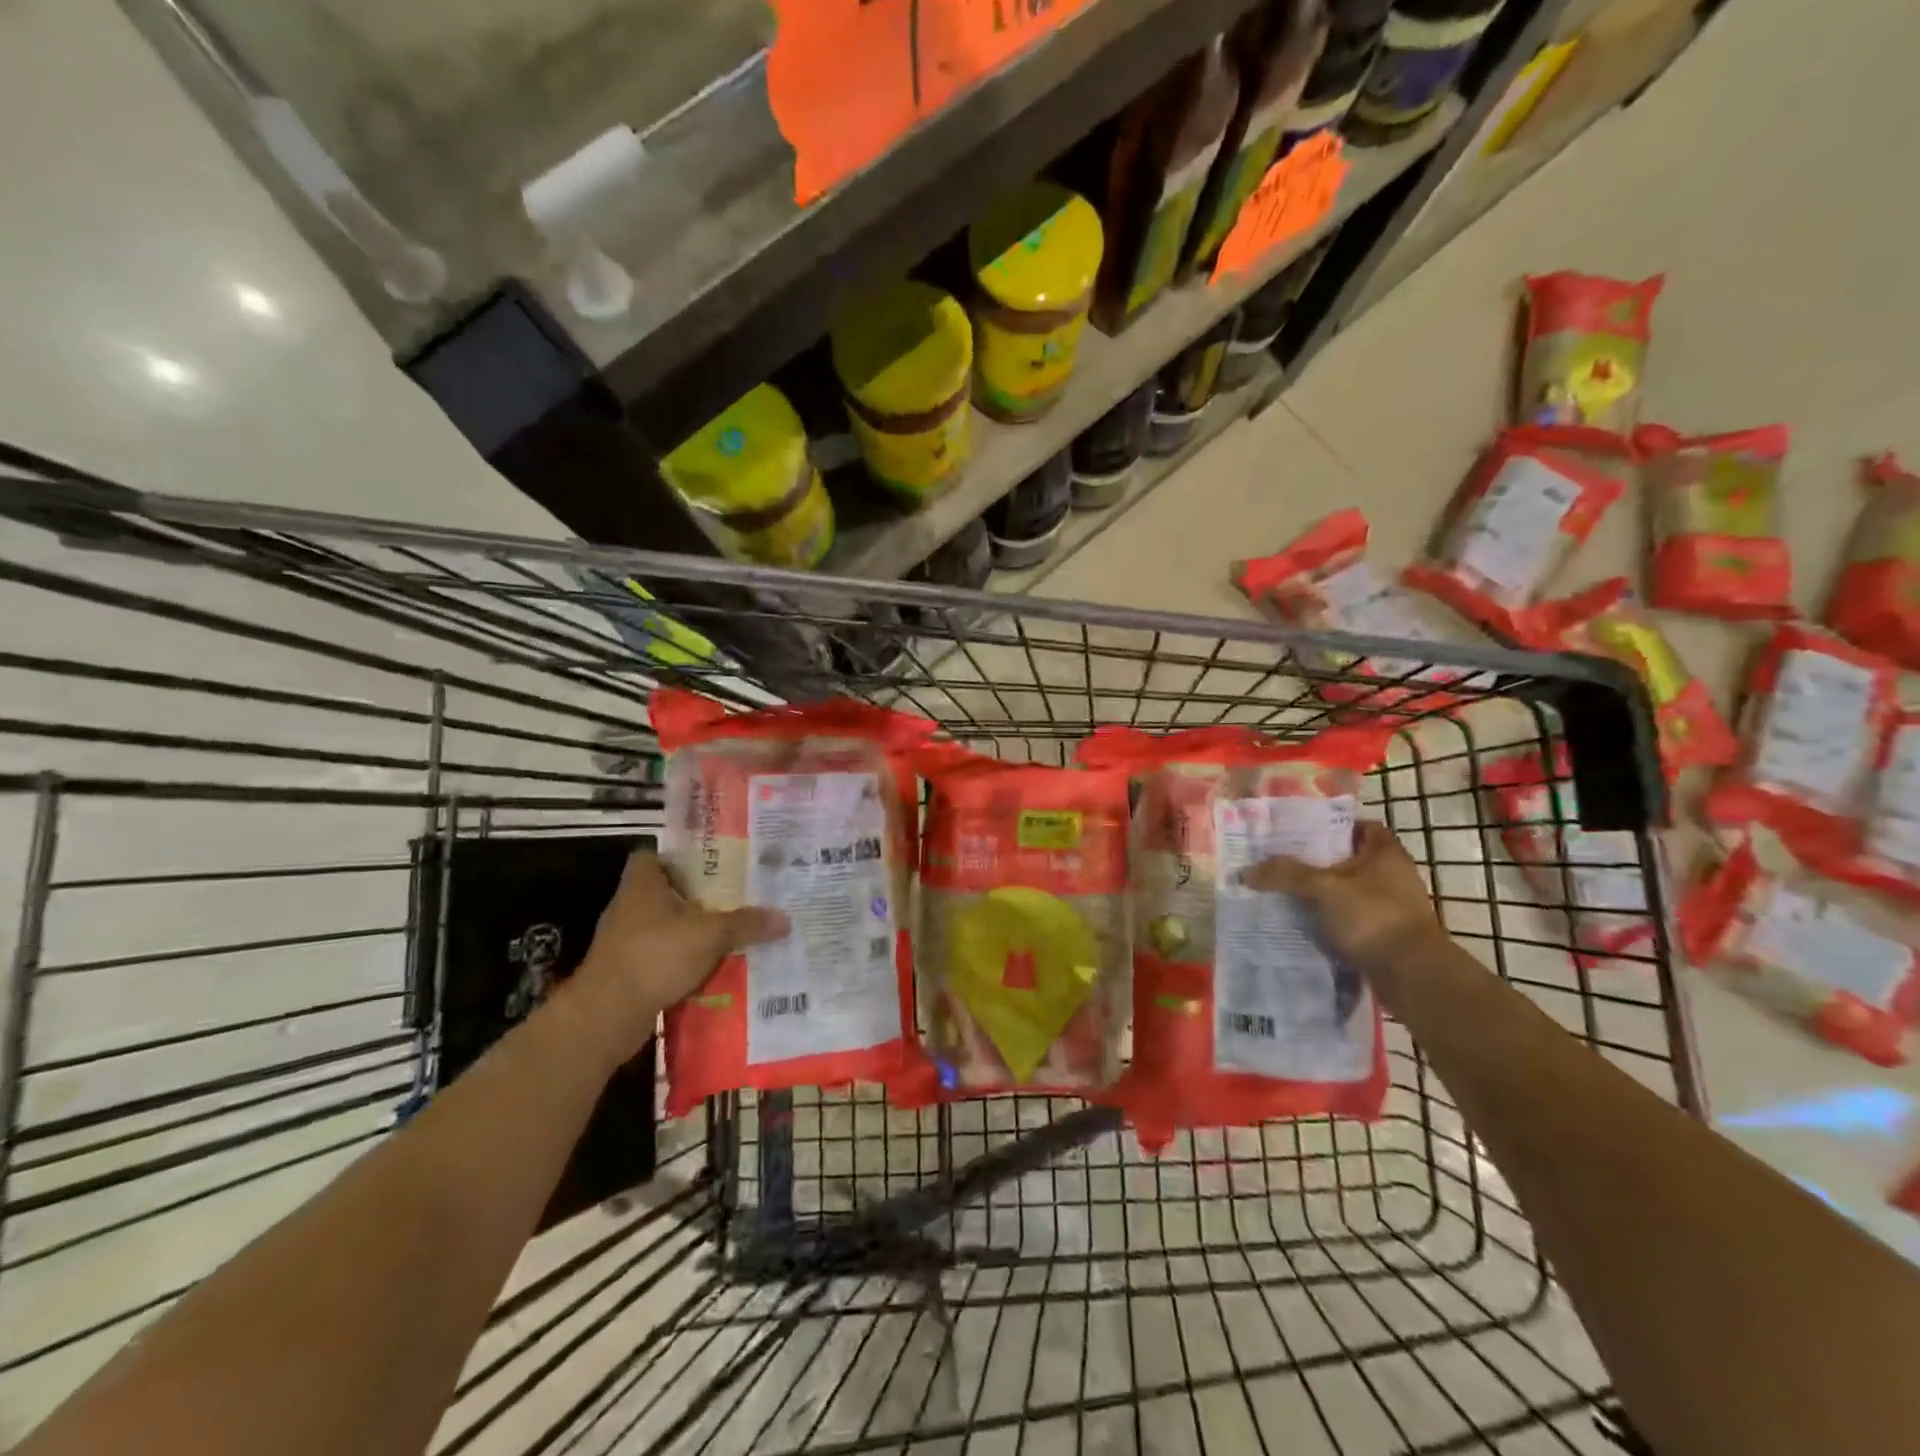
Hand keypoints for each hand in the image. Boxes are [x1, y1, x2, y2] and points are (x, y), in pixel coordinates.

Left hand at [567, 852, 788, 1058]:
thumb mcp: (710, 935)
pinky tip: (711, 968)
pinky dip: (682, 961)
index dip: (677, 857)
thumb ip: (746, 923)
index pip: (652, 856)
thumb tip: (785, 919)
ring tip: (729, 932)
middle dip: (696, 896)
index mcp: (642, 885)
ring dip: (690, 931)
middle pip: (664, 892)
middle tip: (734, 896)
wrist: (606, 1016)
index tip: (710, 864)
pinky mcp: (627, 971)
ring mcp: (624, 941)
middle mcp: (629, 907)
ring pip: (664, 927)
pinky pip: (661, 957)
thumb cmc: (655, 956)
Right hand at [1243, 821, 1444, 985]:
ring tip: (1284, 893)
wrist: (1413, 976)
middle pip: (1347, 858)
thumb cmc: (1373, 916)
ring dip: (1320, 892)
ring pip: (1347, 890)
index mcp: (1385, 852)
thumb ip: (1285, 874)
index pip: (1357, 825)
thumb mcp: (1323, 888)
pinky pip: (1350, 917)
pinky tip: (1302, 922)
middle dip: (1315, 861)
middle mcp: (1392, 874)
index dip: (1329, 825)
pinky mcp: (1386, 933)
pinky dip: (1329, 918)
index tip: (1298, 833)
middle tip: (1280, 862)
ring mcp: (1392, 906)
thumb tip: (1245, 872)